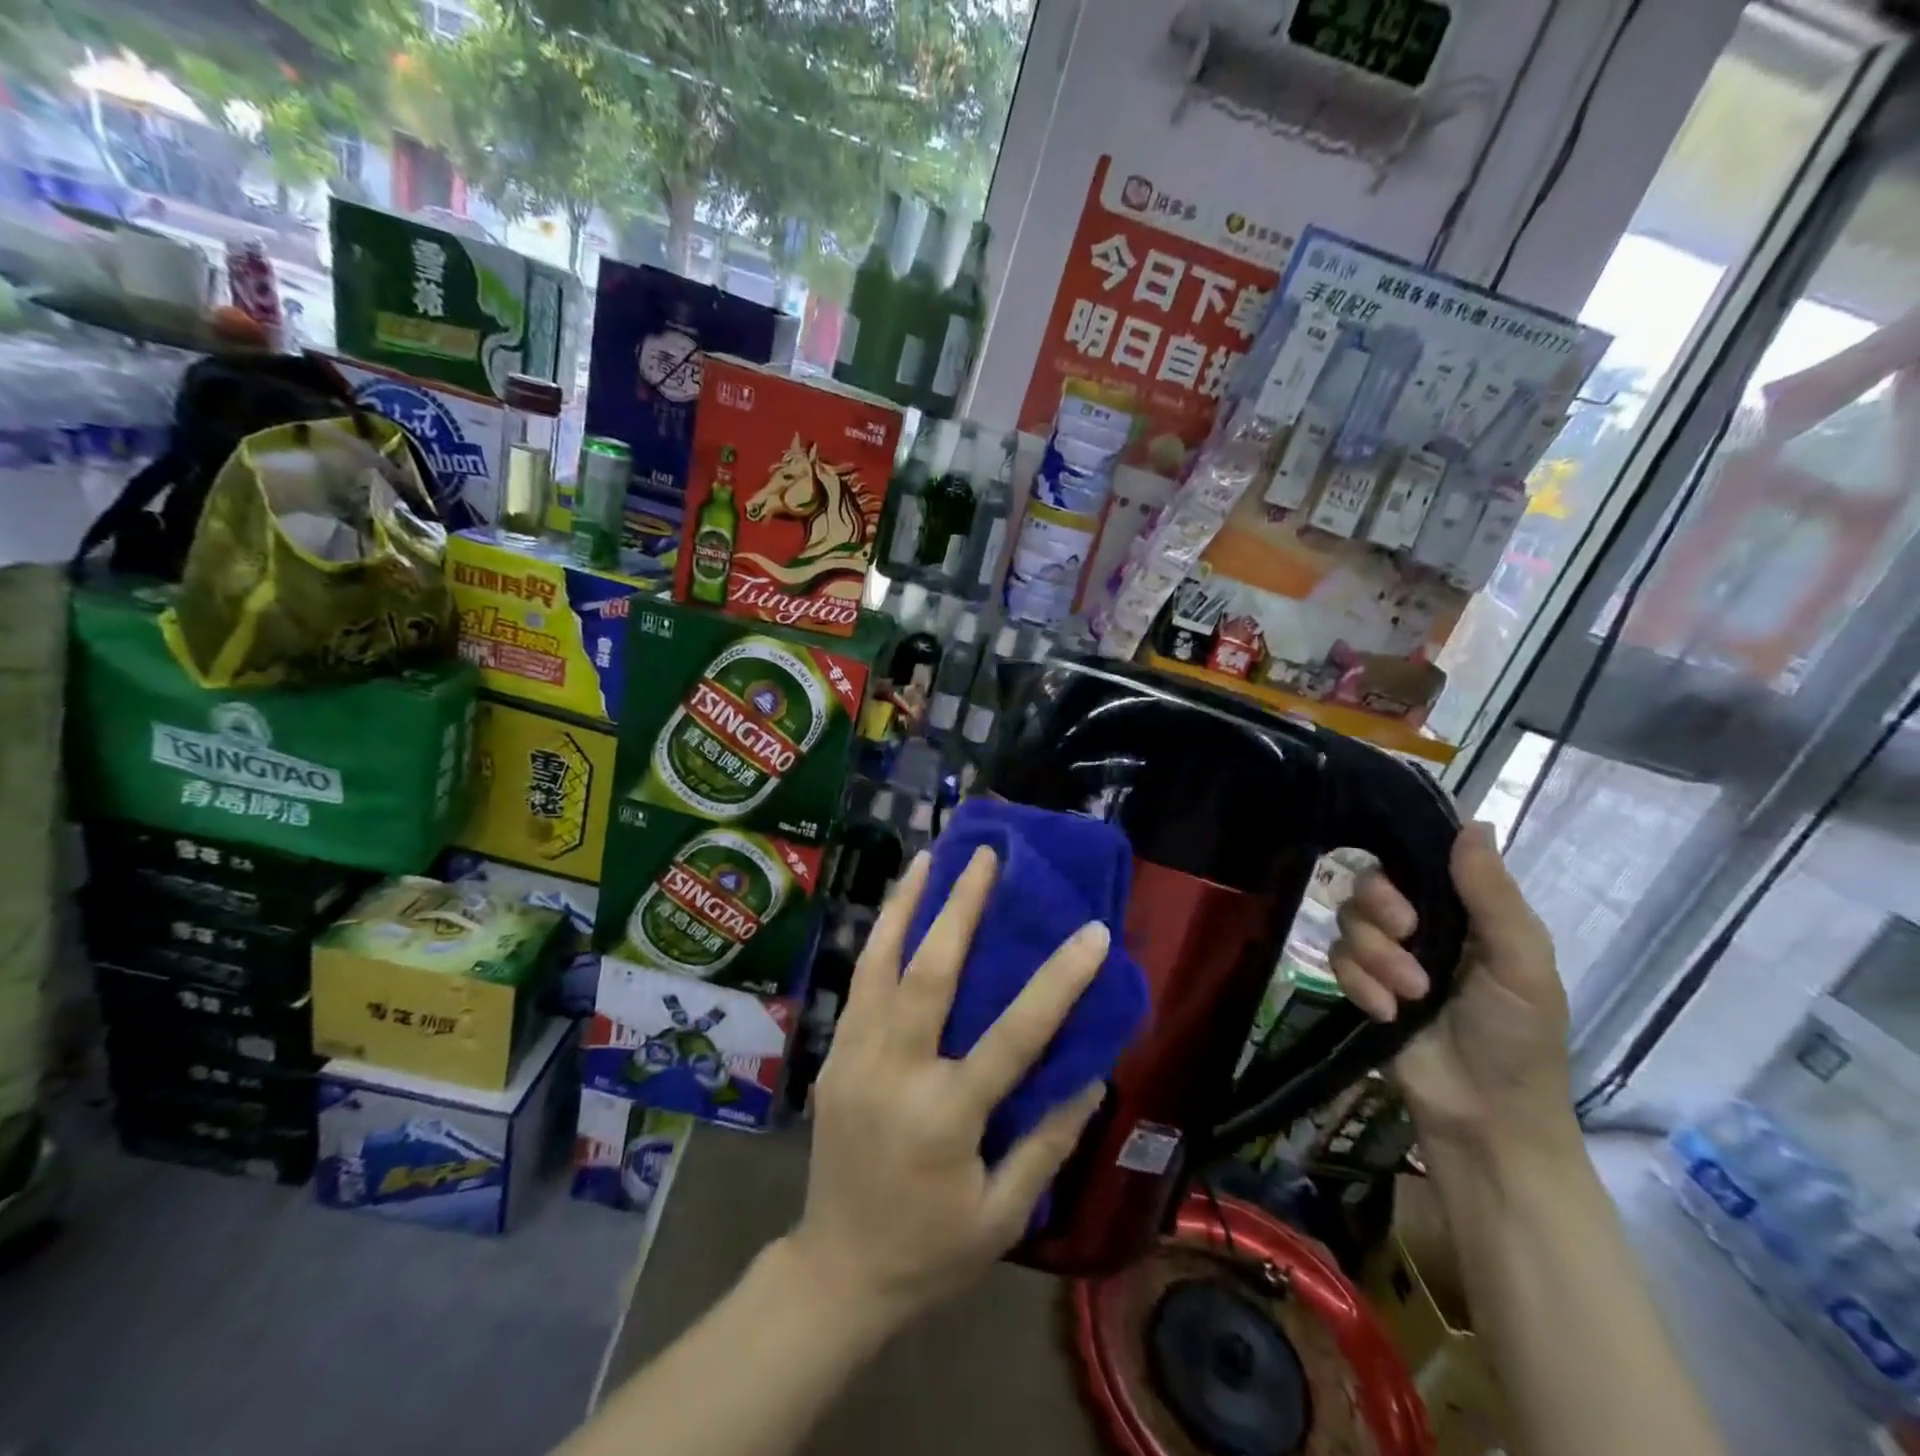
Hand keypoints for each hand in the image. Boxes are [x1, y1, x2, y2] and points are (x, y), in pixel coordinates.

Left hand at [789, 846, 1107, 1324]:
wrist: (836, 1271)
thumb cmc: (931, 1250)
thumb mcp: (1003, 1215)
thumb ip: (1047, 1142)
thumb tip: (1092, 1074)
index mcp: (945, 1116)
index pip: (1013, 1037)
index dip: (1058, 982)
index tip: (1092, 932)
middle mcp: (895, 1073)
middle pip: (930, 974)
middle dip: (959, 908)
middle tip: (984, 857)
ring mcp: (855, 1058)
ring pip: (879, 964)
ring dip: (905, 905)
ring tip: (928, 858)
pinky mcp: (834, 1056)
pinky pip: (859, 984)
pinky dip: (878, 939)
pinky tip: (895, 911)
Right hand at [1329, 822, 1574, 1157]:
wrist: (1484, 1117)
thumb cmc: (1519, 1038)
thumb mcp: (1522, 965)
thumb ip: (1493, 896)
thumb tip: (1474, 821)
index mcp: (1465, 911)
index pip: (1415, 859)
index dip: (1400, 864)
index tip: (1411, 887)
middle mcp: (1422, 925)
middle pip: (1369, 884)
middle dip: (1381, 911)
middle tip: (1407, 938)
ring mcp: (1388, 956)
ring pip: (1348, 922)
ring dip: (1375, 958)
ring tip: (1408, 997)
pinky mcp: (1362, 985)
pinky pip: (1335, 960)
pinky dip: (1359, 985)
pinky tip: (1387, 1014)